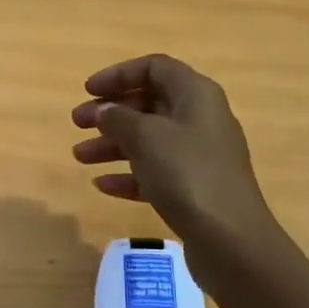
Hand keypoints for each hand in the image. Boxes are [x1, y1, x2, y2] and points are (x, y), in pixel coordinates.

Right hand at [71, 55, 278, 276]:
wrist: (231, 240)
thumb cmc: (187, 174)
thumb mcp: (146, 138)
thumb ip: (118, 118)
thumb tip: (104, 110)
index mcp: (196, 94)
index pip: (154, 67)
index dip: (119, 74)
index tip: (88, 90)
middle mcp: (201, 118)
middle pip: (150, 103)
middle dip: (111, 112)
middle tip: (77, 123)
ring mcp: (200, 155)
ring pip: (150, 139)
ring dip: (113, 144)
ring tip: (79, 157)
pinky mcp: (196, 188)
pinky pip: (156, 171)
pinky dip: (129, 174)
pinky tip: (102, 185)